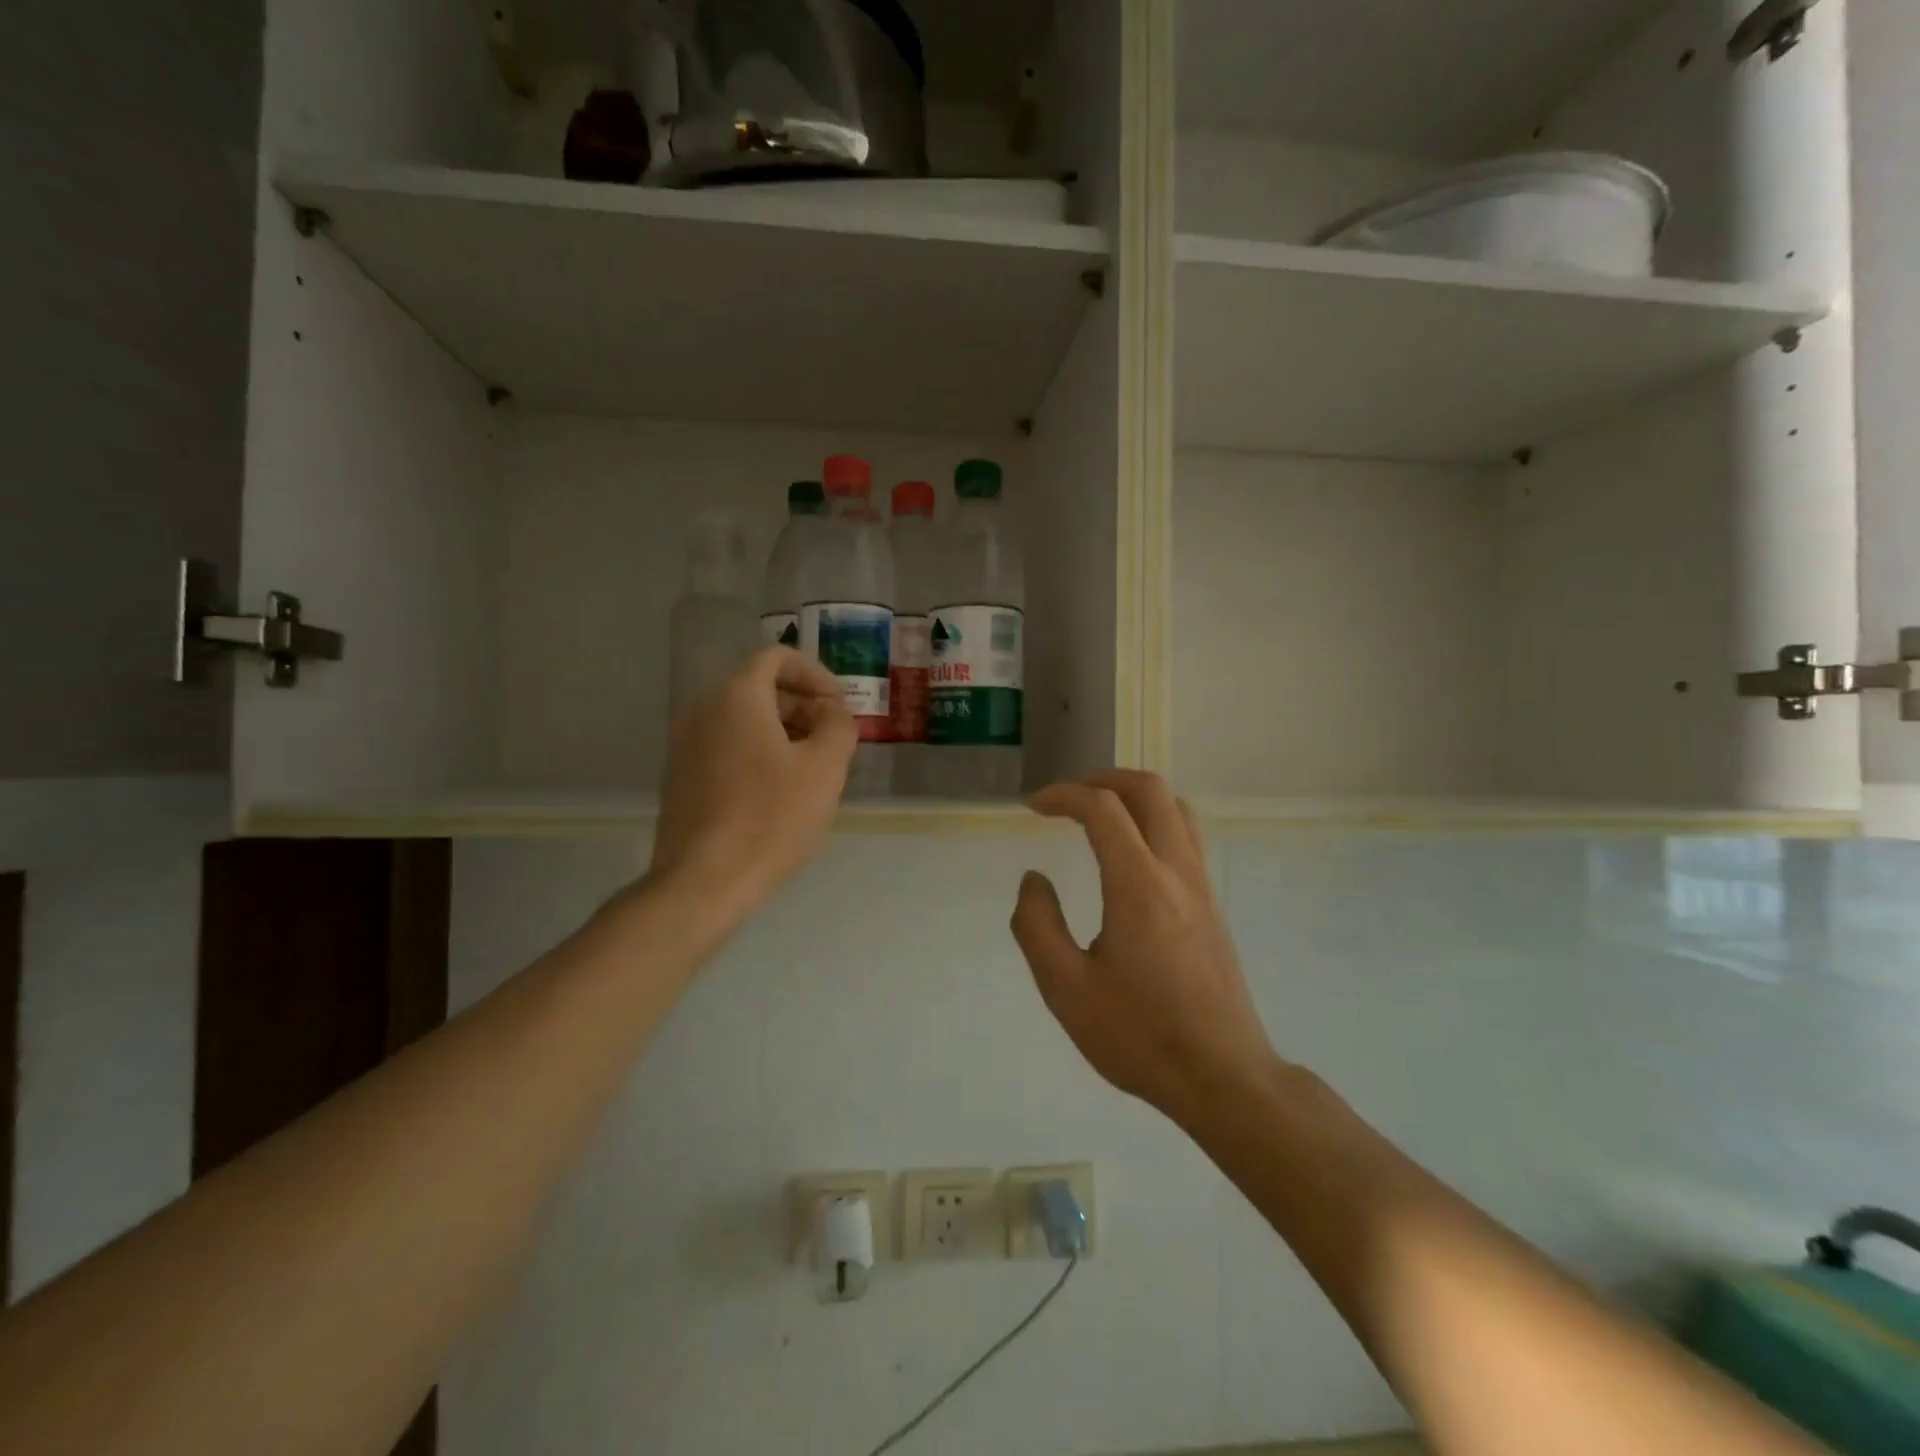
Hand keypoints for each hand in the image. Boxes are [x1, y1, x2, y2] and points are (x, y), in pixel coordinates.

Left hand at [651, 648, 855, 907]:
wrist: (704, 880)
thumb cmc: (771, 817)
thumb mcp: (825, 768)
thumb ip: (839, 726)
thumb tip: (833, 713)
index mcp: (737, 696)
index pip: (777, 658)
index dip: (816, 674)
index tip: (839, 706)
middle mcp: (703, 710)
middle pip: (760, 687)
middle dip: (803, 705)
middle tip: (833, 739)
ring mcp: (685, 744)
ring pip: (743, 719)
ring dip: (783, 731)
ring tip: (812, 767)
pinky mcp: (680, 777)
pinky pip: (726, 746)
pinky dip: (757, 752)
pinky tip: (779, 791)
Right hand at [1011, 771, 1276, 1124]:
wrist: (1222, 1076)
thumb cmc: (1138, 1034)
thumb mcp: (1066, 989)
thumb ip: (1037, 926)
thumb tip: (1034, 879)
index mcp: (1138, 884)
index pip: (1102, 808)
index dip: (1063, 795)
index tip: (1033, 807)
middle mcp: (1176, 871)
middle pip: (1150, 790)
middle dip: (1104, 779)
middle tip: (1069, 797)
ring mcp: (1202, 887)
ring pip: (1177, 809)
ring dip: (1135, 797)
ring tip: (1100, 815)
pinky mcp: (1212, 907)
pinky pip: (1187, 838)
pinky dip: (1155, 821)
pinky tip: (1131, 856)